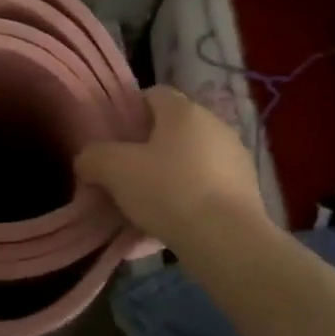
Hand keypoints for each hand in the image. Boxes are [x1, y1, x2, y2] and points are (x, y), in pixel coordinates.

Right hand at [75, 86, 273, 248]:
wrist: (227, 241)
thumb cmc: (168, 191)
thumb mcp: (114, 170)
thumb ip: (93, 157)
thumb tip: (88, 160)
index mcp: (184, 111)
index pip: (152, 94)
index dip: (129, 112)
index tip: (112, 139)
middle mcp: (214, 126)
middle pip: (171, 131)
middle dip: (146, 152)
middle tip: (123, 177)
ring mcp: (234, 159)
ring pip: (188, 163)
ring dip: (166, 180)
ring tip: (143, 210)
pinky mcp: (246, 192)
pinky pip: (205, 190)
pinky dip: (186, 203)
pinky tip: (167, 229)